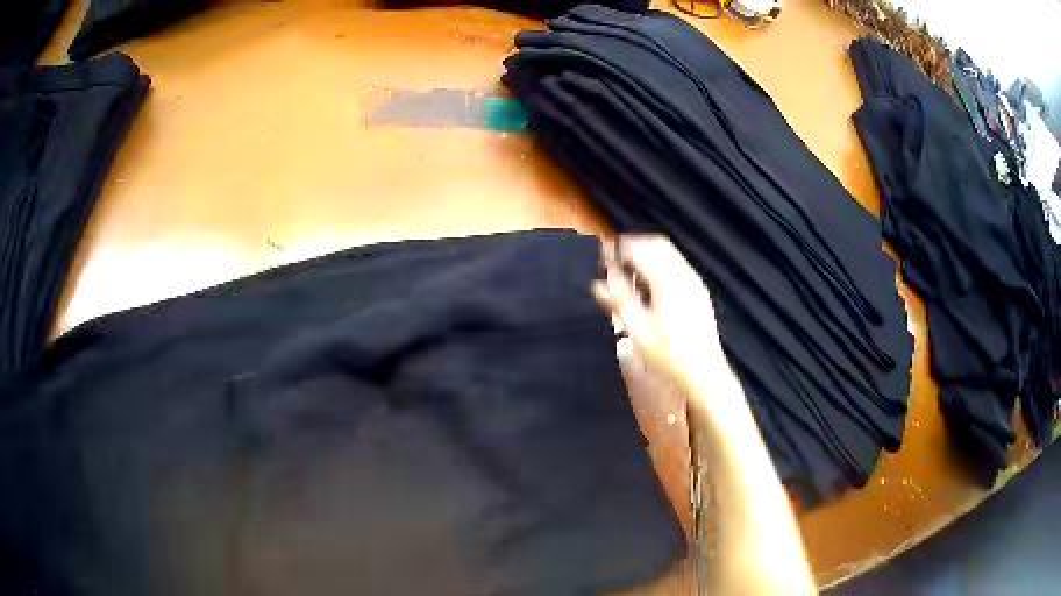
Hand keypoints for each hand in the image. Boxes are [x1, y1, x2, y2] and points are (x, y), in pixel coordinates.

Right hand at [592, 235, 728, 390]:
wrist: (705, 374)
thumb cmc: (668, 356)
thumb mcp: (637, 331)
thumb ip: (618, 301)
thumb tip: (599, 281)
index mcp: (667, 280)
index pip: (639, 248)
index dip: (618, 249)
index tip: (603, 259)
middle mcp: (684, 274)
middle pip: (656, 244)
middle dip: (633, 249)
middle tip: (615, 266)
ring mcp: (694, 283)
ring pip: (668, 254)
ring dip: (647, 257)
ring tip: (630, 279)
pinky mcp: (699, 293)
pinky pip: (677, 267)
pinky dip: (659, 267)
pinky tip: (649, 291)